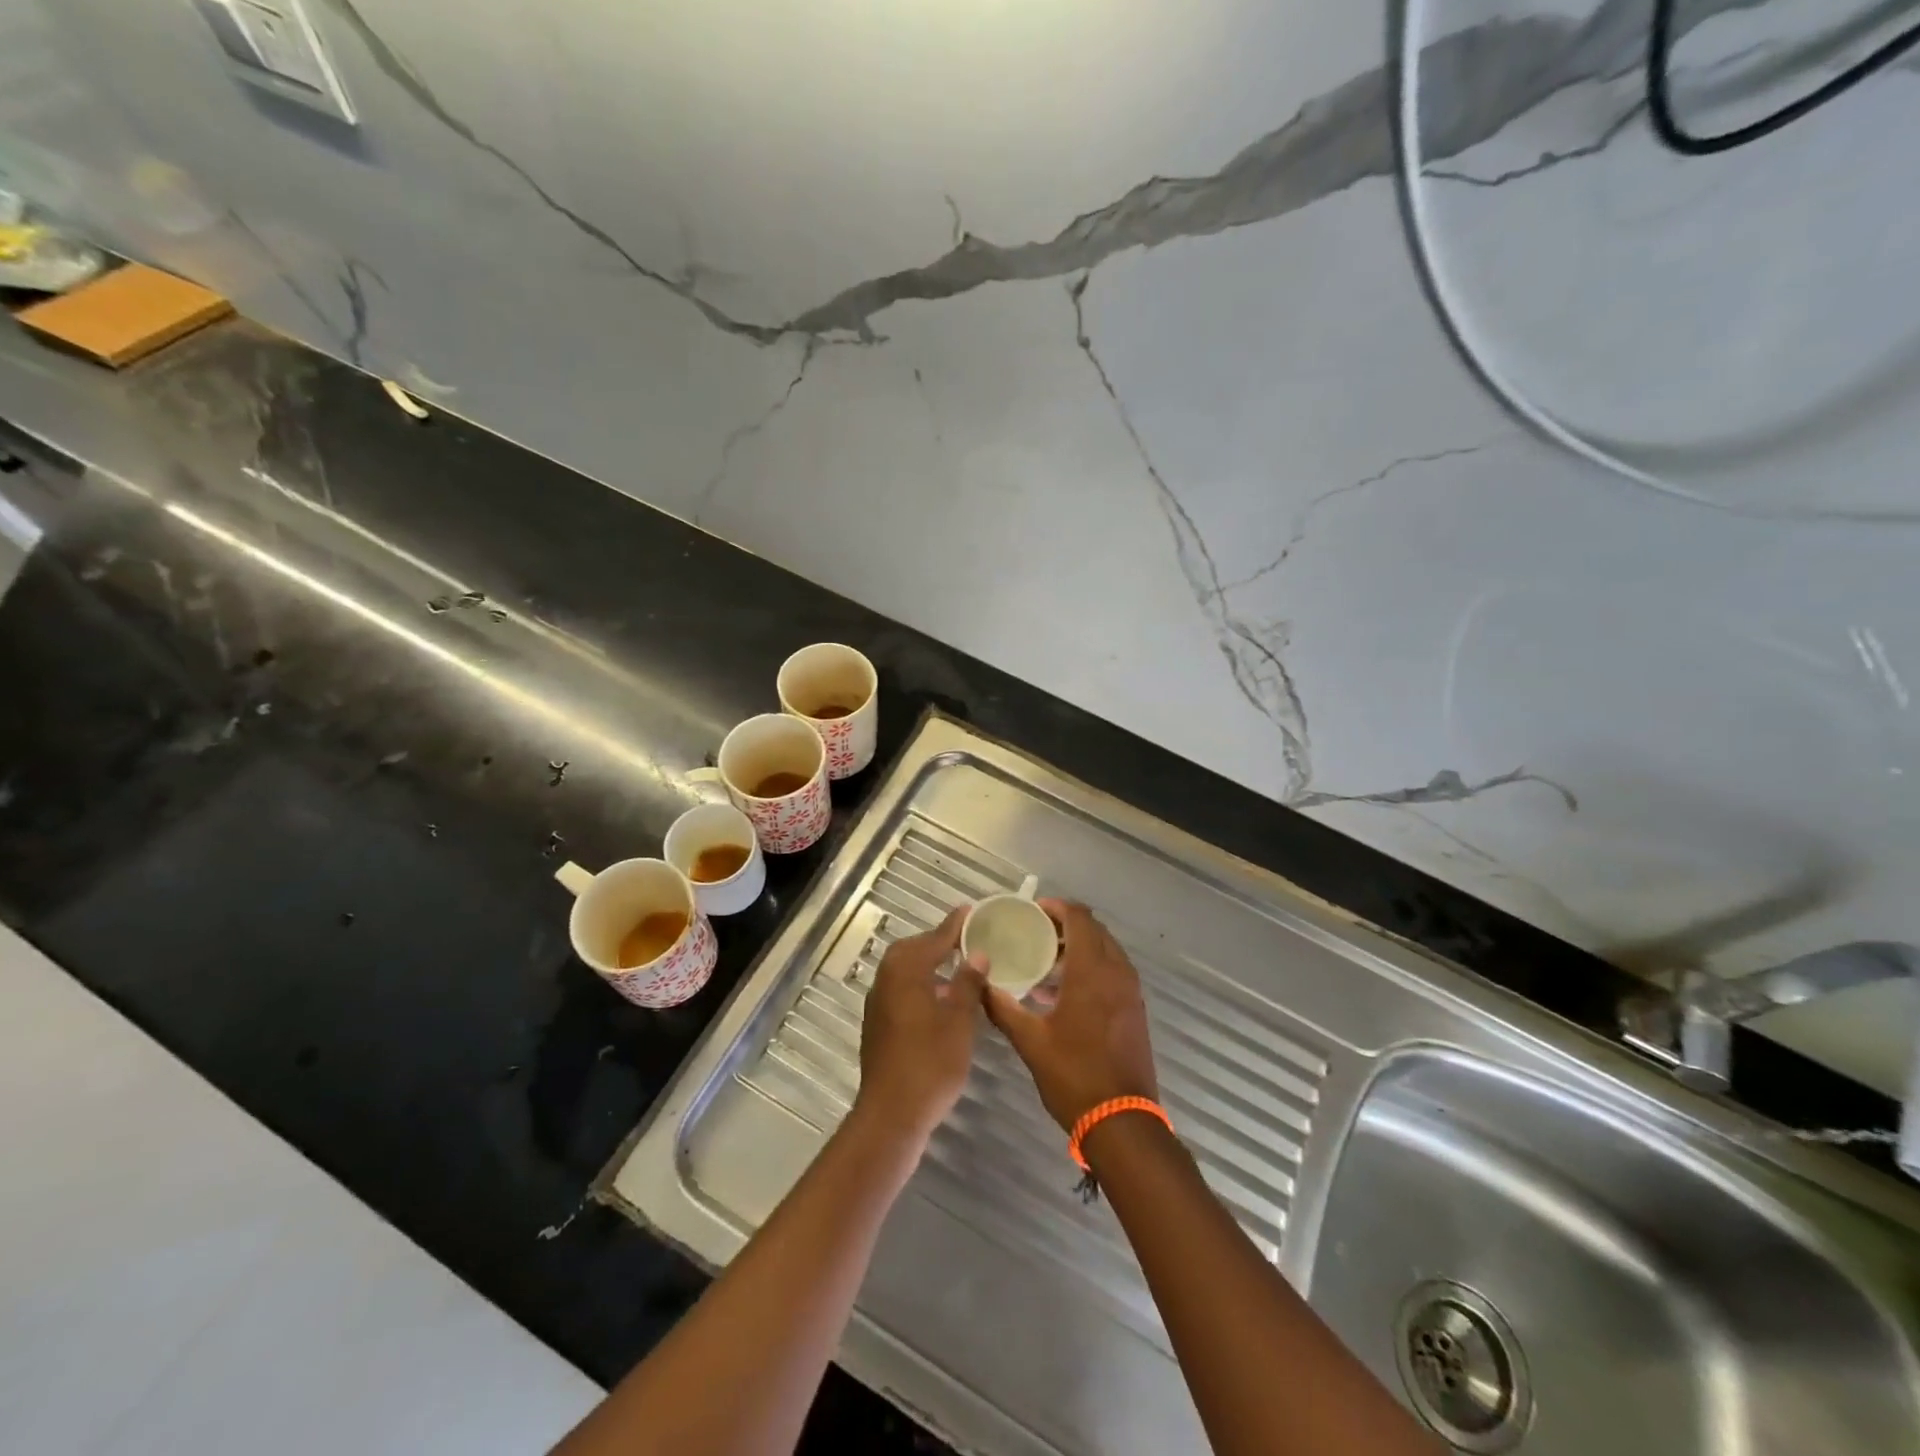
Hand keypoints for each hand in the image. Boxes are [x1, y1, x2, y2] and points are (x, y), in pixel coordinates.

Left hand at [855, 907, 987, 1142]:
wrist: (891, 1113)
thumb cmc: (931, 1063)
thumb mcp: (959, 1021)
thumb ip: (967, 983)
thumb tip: (976, 954)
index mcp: (906, 971)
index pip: (934, 939)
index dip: (954, 926)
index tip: (971, 910)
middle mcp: (886, 980)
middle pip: (913, 950)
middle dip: (938, 943)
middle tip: (966, 940)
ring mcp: (879, 1003)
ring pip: (905, 970)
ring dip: (929, 964)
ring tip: (958, 967)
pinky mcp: (878, 1024)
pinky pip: (901, 989)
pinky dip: (921, 984)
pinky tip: (941, 999)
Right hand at [985, 900, 1157, 1130]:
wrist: (1122, 1122)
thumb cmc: (1074, 1076)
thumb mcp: (1030, 1041)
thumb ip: (1003, 1008)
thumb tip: (979, 985)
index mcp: (1092, 972)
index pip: (1080, 918)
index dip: (1057, 907)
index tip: (1032, 911)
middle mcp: (1117, 973)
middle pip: (1094, 930)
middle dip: (1066, 925)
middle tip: (1035, 933)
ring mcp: (1130, 992)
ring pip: (1106, 951)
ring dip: (1079, 947)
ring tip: (1045, 961)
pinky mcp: (1135, 1010)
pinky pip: (1113, 972)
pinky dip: (1092, 968)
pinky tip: (1064, 992)